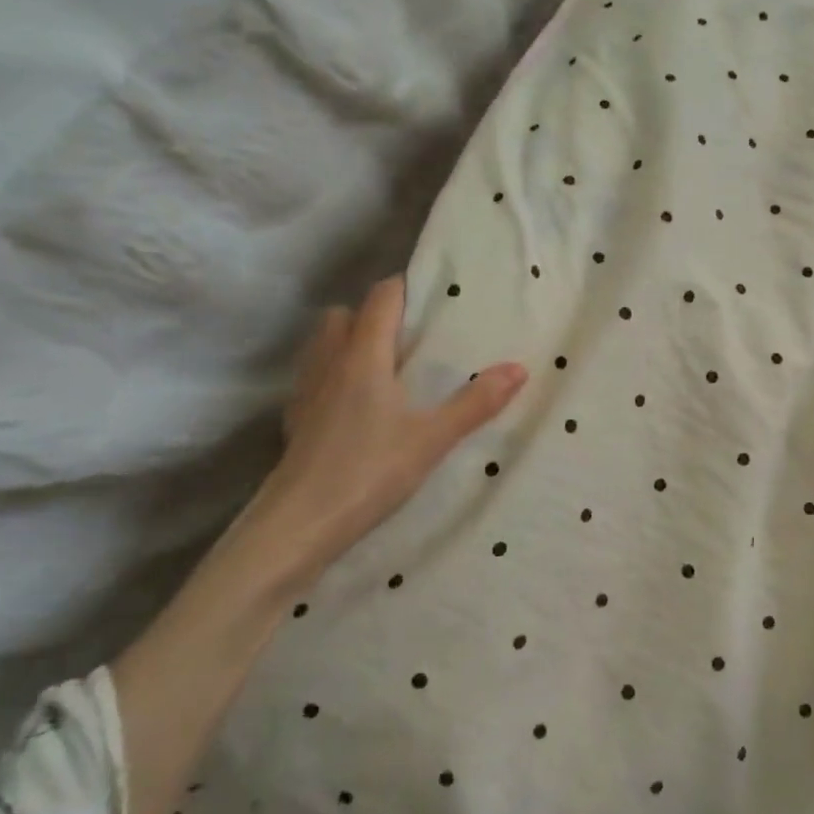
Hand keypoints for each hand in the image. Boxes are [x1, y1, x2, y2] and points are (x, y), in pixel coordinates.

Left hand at [259, 276, 526, 580]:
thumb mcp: (433, 439)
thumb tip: (519, 368)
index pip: (380, 298)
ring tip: (382, 367)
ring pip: (322, 344)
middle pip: (343, 315)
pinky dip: (332, 376)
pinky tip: (353, 406)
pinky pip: (313, 378)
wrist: (299, 525)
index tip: (432, 296)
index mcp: (364, 356)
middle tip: (407, 337)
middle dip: (372, 314)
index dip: (404, 288)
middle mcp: (330, 362)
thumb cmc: (369, 471)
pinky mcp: (294, 420)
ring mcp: (306, 391)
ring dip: (347, 342)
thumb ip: (476, 402)